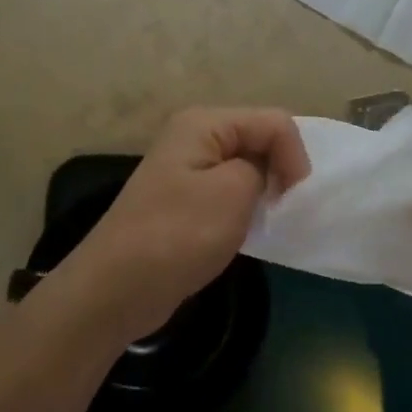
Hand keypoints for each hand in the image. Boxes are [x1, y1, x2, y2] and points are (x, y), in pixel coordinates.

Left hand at [61, 107, 310, 344]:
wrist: (117, 288)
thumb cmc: (179, 234)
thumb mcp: (234, 192)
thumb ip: (264, 167)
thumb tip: (264, 172)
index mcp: (204, 123)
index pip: (273, 122)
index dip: (294, 156)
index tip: (293, 198)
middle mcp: (194, 136)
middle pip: (259, 139)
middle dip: (279, 170)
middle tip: (281, 210)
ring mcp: (187, 169)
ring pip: (246, 167)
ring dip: (262, 192)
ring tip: (264, 222)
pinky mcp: (185, 201)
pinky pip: (228, 192)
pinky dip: (244, 208)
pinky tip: (245, 231)